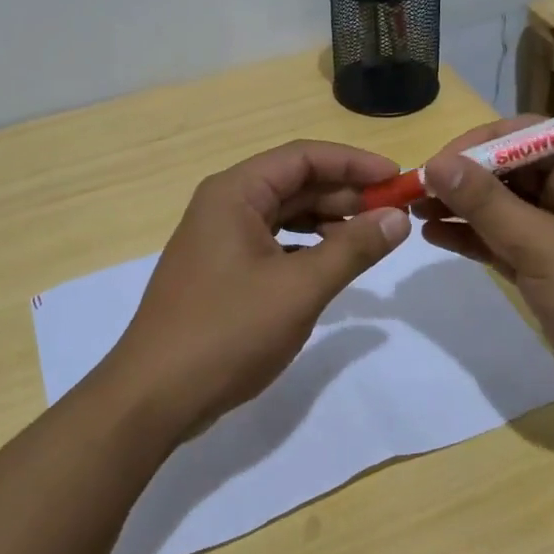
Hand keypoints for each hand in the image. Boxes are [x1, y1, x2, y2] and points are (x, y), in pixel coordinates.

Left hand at [105, 141, 409, 435]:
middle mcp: (224, 205)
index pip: (303, 157)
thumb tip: (397, 216)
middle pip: (294, 183)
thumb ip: (352, 248)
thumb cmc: (227, 332)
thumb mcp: (300, 288)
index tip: (398, 180)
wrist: (155, 395)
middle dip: (345, 194)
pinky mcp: (221, 270)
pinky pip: (273, 243)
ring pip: (284, 214)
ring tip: (370, 240)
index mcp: (235, 193)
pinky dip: (306, 248)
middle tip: (393, 215)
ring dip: (328, 222)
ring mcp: (219, 239)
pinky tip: (332, 265)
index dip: (354, 163)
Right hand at [414, 120, 553, 415]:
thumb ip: (485, 203)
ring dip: (460, 209)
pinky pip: (503, 240)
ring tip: (412, 211)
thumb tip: (435, 163)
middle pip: (507, 170)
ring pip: (501, 207)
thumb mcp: (541, 245)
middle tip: (413, 191)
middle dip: (461, 180)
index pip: (523, 135)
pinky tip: (434, 235)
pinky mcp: (548, 264)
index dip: (475, 145)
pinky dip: (472, 238)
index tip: (432, 165)